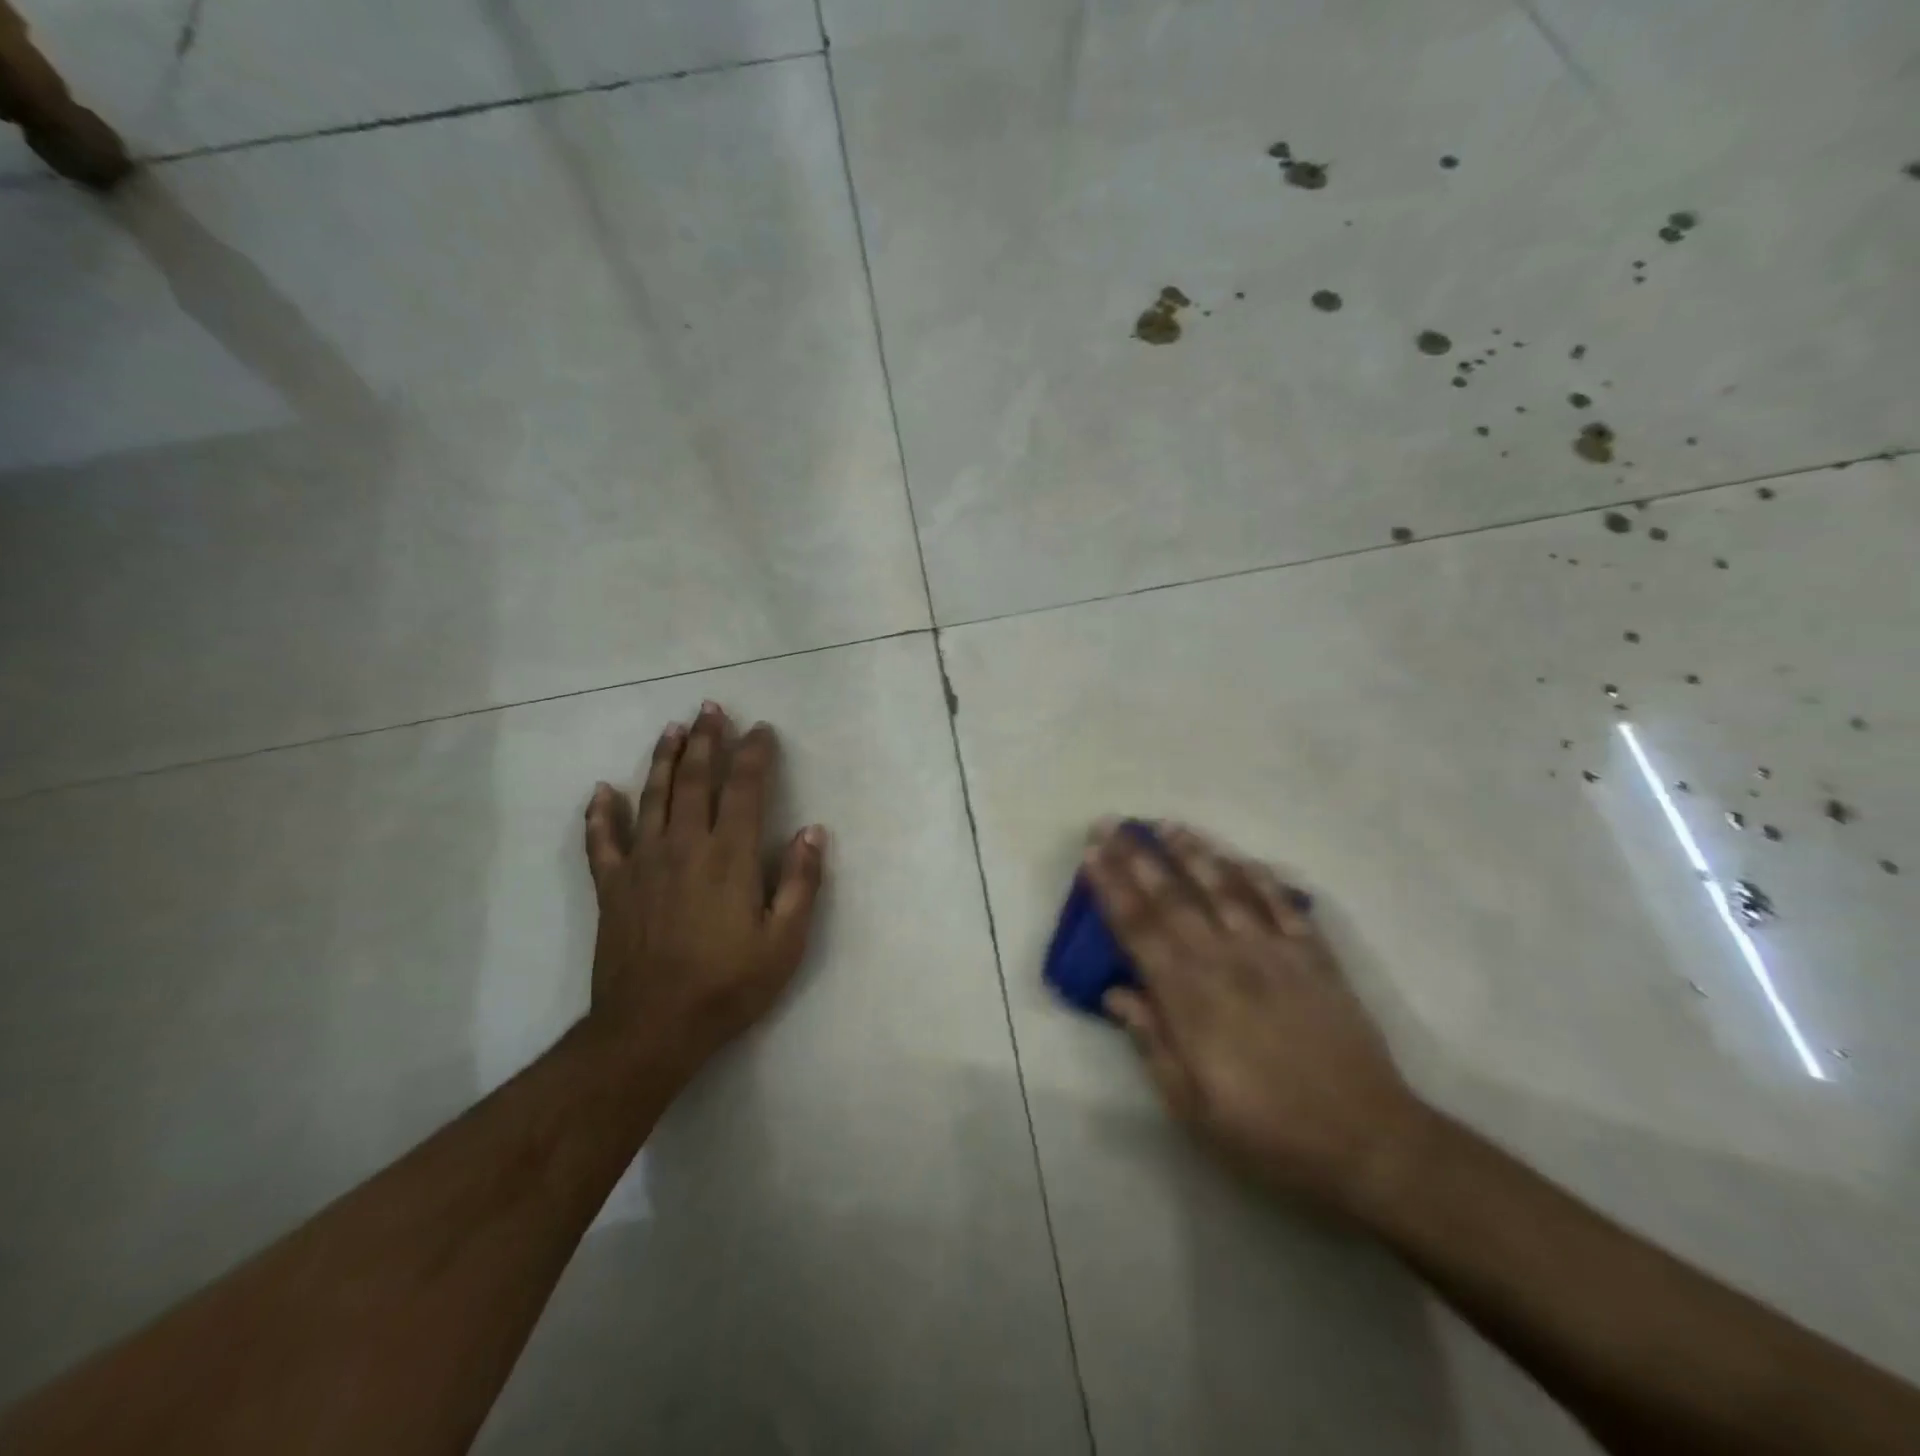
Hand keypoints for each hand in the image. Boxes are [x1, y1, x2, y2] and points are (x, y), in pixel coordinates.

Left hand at [583, 702, 825, 1079]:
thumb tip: (814, 831)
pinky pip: (602, 841)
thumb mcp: (784, 942)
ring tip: (672, 729)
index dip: (754, 755)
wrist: (651, 1028)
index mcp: (730, 857)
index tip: (761, 730)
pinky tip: (602, 791)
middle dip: (706, 741)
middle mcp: (685, 846)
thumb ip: (802, 883)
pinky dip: (601, 813)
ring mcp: (643, 864)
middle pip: (695, 780)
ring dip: (663, 760)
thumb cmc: (728, 985)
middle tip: (711, 709)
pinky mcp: (612, 887)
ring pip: (652, 797)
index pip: (745, 790)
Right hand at [1084, 821, 1424, 1213]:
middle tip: (1112, 823)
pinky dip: (1259, 877)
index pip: (1138, 929)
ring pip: (1225, 888)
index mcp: (1190, 997)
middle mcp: (1227, 960)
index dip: (1111, 887)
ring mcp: (1275, 953)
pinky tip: (1241, 858)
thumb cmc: (1268, 1133)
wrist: (1369, 1143)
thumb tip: (1115, 993)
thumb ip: (1151, 1042)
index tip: (1091, 853)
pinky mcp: (1315, 957)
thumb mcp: (1192, 1107)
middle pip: (1173, 897)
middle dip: (1137, 856)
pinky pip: (1282, 905)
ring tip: (1167, 825)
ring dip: (1193, 853)